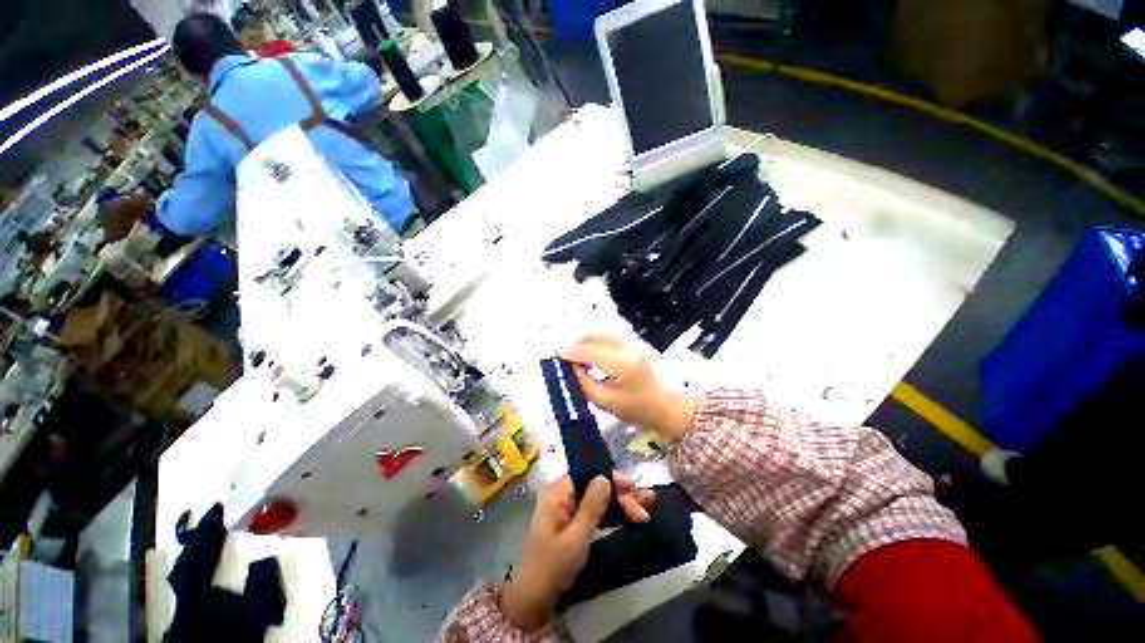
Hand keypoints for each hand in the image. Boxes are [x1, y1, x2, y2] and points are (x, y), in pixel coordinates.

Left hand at [501, 472, 654, 630]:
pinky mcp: (574, 526)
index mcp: (558, 495)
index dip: (609, 477)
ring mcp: (569, 512)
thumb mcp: (576, 538)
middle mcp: (563, 498)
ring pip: (599, 500)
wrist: (534, 601)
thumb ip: (591, 507)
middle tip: (646, 503)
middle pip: (595, 487)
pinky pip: (597, 514)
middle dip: (620, 494)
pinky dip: (613, 516)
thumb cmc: (553, 567)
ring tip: (645, 509)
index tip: (631, 485)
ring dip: (621, 505)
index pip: (586, 474)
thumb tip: (605, 477)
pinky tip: (630, 518)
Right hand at [559, 333, 696, 441]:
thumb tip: (567, 365)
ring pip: (600, 329)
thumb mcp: (604, 401)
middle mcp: (628, 345)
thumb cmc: (636, 408)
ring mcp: (633, 338)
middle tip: (561, 354)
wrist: (666, 404)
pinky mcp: (635, 338)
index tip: (552, 354)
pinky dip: (595, 334)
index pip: (587, 351)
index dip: (567, 351)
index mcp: (622, 363)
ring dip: (583, 337)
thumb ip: (582, 381)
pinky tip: (589, 343)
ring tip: (574, 351)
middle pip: (592, 335)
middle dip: (573, 342)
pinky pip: (610, 329)